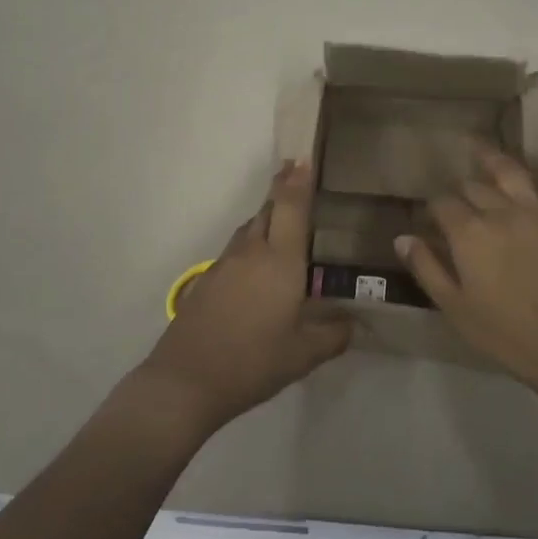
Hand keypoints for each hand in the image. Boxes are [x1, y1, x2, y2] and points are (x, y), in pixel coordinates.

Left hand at [137, 158, 353, 435]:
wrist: (186, 381)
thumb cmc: (253, 362)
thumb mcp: (303, 355)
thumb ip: (332, 335)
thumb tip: (352, 323)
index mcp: (280, 261)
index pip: (291, 208)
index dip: (298, 181)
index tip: (303, 157)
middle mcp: (251, 253)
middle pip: (267, 210)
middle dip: (282, 191)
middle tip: (297, 177)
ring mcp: (224, 265)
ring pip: (249, 229)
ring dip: (266, 218)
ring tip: (282, 224)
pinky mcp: (206, 281)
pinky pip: (235, 251)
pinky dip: (251, 246)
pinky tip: (257, 269)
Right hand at [394, 132, 537, 403]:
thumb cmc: (509, 337)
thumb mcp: (456, 309)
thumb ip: (427, 269)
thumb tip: (402, 237)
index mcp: (469, 234)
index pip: (442, 206)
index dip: (432, 209)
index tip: (429, 218)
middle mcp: (501, 212)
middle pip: (473, 188)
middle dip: (460, 189)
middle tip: (455, 197)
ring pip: (512, 173)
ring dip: (493, 158)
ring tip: (478, 146)